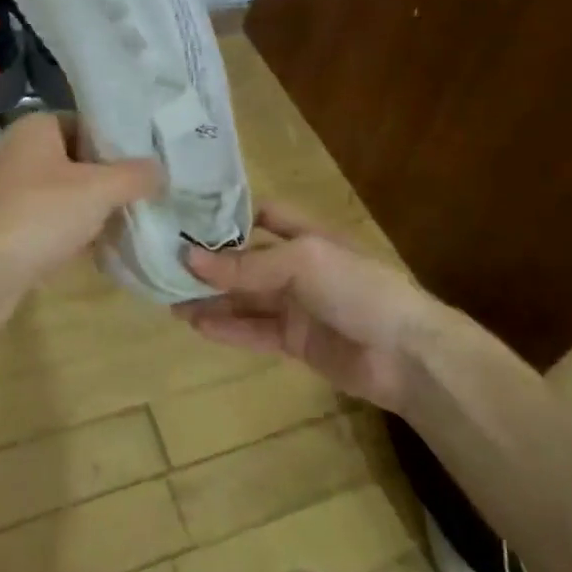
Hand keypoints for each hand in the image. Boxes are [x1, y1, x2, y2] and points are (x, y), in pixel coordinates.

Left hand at [0, 113, 160, 328]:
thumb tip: (161, 171)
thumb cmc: (39, 215)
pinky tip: (110, 247)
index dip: (120, 140)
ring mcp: (15, 194)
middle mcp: (22, 154)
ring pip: (70, 194)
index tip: (153, 159)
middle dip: (114, 178)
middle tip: (154, 191)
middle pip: (81, 160)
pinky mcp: (14, 229)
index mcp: (36, 129)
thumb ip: (135, 175)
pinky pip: (57, 223)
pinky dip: (80, 232)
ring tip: (140, 219)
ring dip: (99, 209)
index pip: (88, 123)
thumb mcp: (98, 189)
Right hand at [177, 202, 458, 411]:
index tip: (187, 217)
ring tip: (169, 298)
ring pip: (244, 298)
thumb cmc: (358, 289)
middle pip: (246, 261)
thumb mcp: (302, 263)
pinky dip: (226, 328)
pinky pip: (253, 331)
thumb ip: (246, 265)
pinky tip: (196, 325)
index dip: (228, 216)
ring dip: (210, 299)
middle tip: (164, 265)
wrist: (407, 355)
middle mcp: (298, 267)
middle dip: (210, 264)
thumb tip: (188, 258)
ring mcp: (296, 306)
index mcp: (306, 236)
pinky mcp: (295, 342)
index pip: (263, 216)